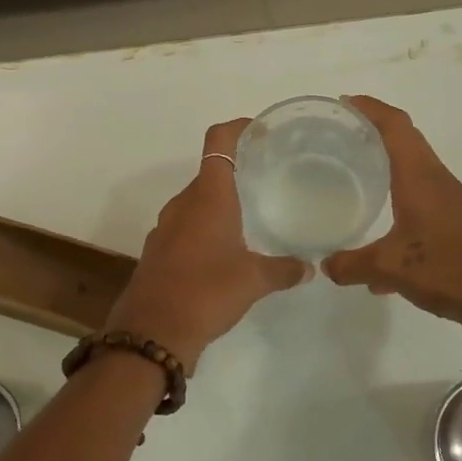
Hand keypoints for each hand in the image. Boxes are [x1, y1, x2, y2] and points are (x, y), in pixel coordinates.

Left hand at [104, 119, 307, 370]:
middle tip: (268, 176)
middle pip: (210, 171)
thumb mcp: (254, 281)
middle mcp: (184, 203)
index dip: (238, 127)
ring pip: (197, 201)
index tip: (261, 130)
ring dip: (221, 201)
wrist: (151, 333)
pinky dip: (206, 227)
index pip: (219, 141)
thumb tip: (309, 267)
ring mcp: (166, 227)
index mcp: (208, 197)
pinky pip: (186, 226)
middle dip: (237, 169)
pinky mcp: (159, 251)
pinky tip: (226, 249)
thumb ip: (283, 269)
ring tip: (252, 213)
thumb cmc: (206, 292)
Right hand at [323, 96, 461, 344]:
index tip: (342, 103)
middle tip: (339, 137)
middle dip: (373, 132)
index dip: (369, 108)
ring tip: (354, 176)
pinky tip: (379, 243)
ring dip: (386, 166)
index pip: (395, 125)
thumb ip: (353, 264)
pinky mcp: (456, 223)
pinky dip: (397, 203)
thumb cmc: (450, 269)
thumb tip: (326, 265)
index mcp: (420, 176)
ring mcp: (449, 201)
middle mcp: (436, 179)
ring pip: (412, 170)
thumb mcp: (391, 268)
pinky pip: (419, 199)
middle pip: (405, 140)